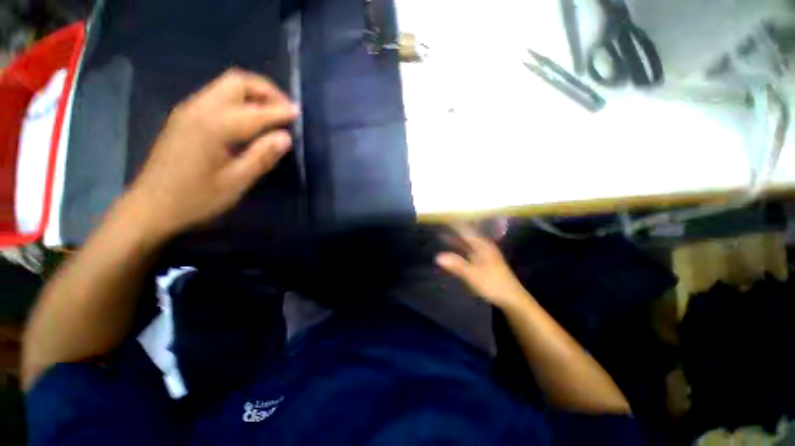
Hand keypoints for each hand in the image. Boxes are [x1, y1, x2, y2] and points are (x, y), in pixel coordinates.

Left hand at [124, 68, 299, 238]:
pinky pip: (216, 96)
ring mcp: (188, 111)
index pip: (255, 111)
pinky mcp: (184, 117)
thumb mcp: (235, 182)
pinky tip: (249, 118)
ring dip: (253, 93)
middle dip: (265, 90)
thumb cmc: (195, 198)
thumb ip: (262, 157)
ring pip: (225, 86)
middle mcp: (198, 109)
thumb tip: (285, 137)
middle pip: (236, 82)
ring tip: (273, 111)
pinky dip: (239, 99)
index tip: (298, 112)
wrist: (150, 206)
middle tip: (285, 107)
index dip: (280, 111)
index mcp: (212, 127)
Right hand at [436, 224, 530, 309]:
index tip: (445, 218)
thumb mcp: (473, 274)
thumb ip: (456, 264)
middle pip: (467, 237)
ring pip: (467, 245)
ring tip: (443, 237)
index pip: (466, 231)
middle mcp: (484, 248)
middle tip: (441, 227)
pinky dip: (460, 251)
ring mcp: (485, 256)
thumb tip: (438, 256)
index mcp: (482, 246)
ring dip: (457, 242)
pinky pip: (469, 253)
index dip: (455, 225)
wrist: (512, 298)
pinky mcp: (484, 264)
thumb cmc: (492, 283)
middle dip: (454, 232)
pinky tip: (454, 254)